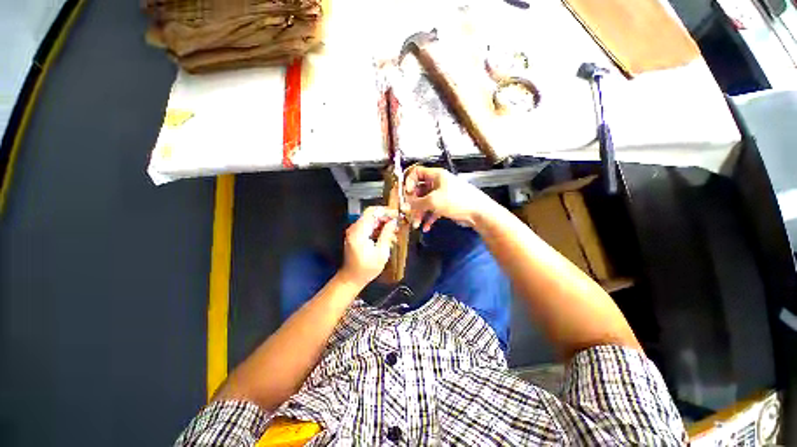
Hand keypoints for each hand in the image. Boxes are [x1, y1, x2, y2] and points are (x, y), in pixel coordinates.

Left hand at [339, 206, 398, 287]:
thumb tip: (393, 221)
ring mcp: (354, 231)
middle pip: (371, 215)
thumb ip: (387, 234)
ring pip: (370, 220)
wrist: (351, 278)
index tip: (397, 215)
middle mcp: (354, 228)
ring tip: (394, 230)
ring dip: (383, 223)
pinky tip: (387, 235)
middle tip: (397, 223)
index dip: (385, 211)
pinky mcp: (355, 235)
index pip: (371, 212)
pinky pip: (368, 227)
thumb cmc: (367, 268)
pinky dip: (378, 228)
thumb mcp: (381, 252)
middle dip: (385, 217)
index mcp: (359, 231)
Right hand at [404, 166, 492, 231]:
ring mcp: (442, 195)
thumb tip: (405, 205)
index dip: (409, 181)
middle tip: (408, 212)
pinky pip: (433, 210)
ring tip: (416, 224)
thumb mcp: (433, 201)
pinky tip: (425, 227)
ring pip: (425, 202)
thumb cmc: (456, 201)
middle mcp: (438, 183)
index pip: (417, 172)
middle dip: (413, 202)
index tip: (407, 193)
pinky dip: (429, 218)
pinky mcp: (446, 206)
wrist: (478, 213)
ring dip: (420, 213)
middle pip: (419, 190)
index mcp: (436, 175)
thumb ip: (417, 203)